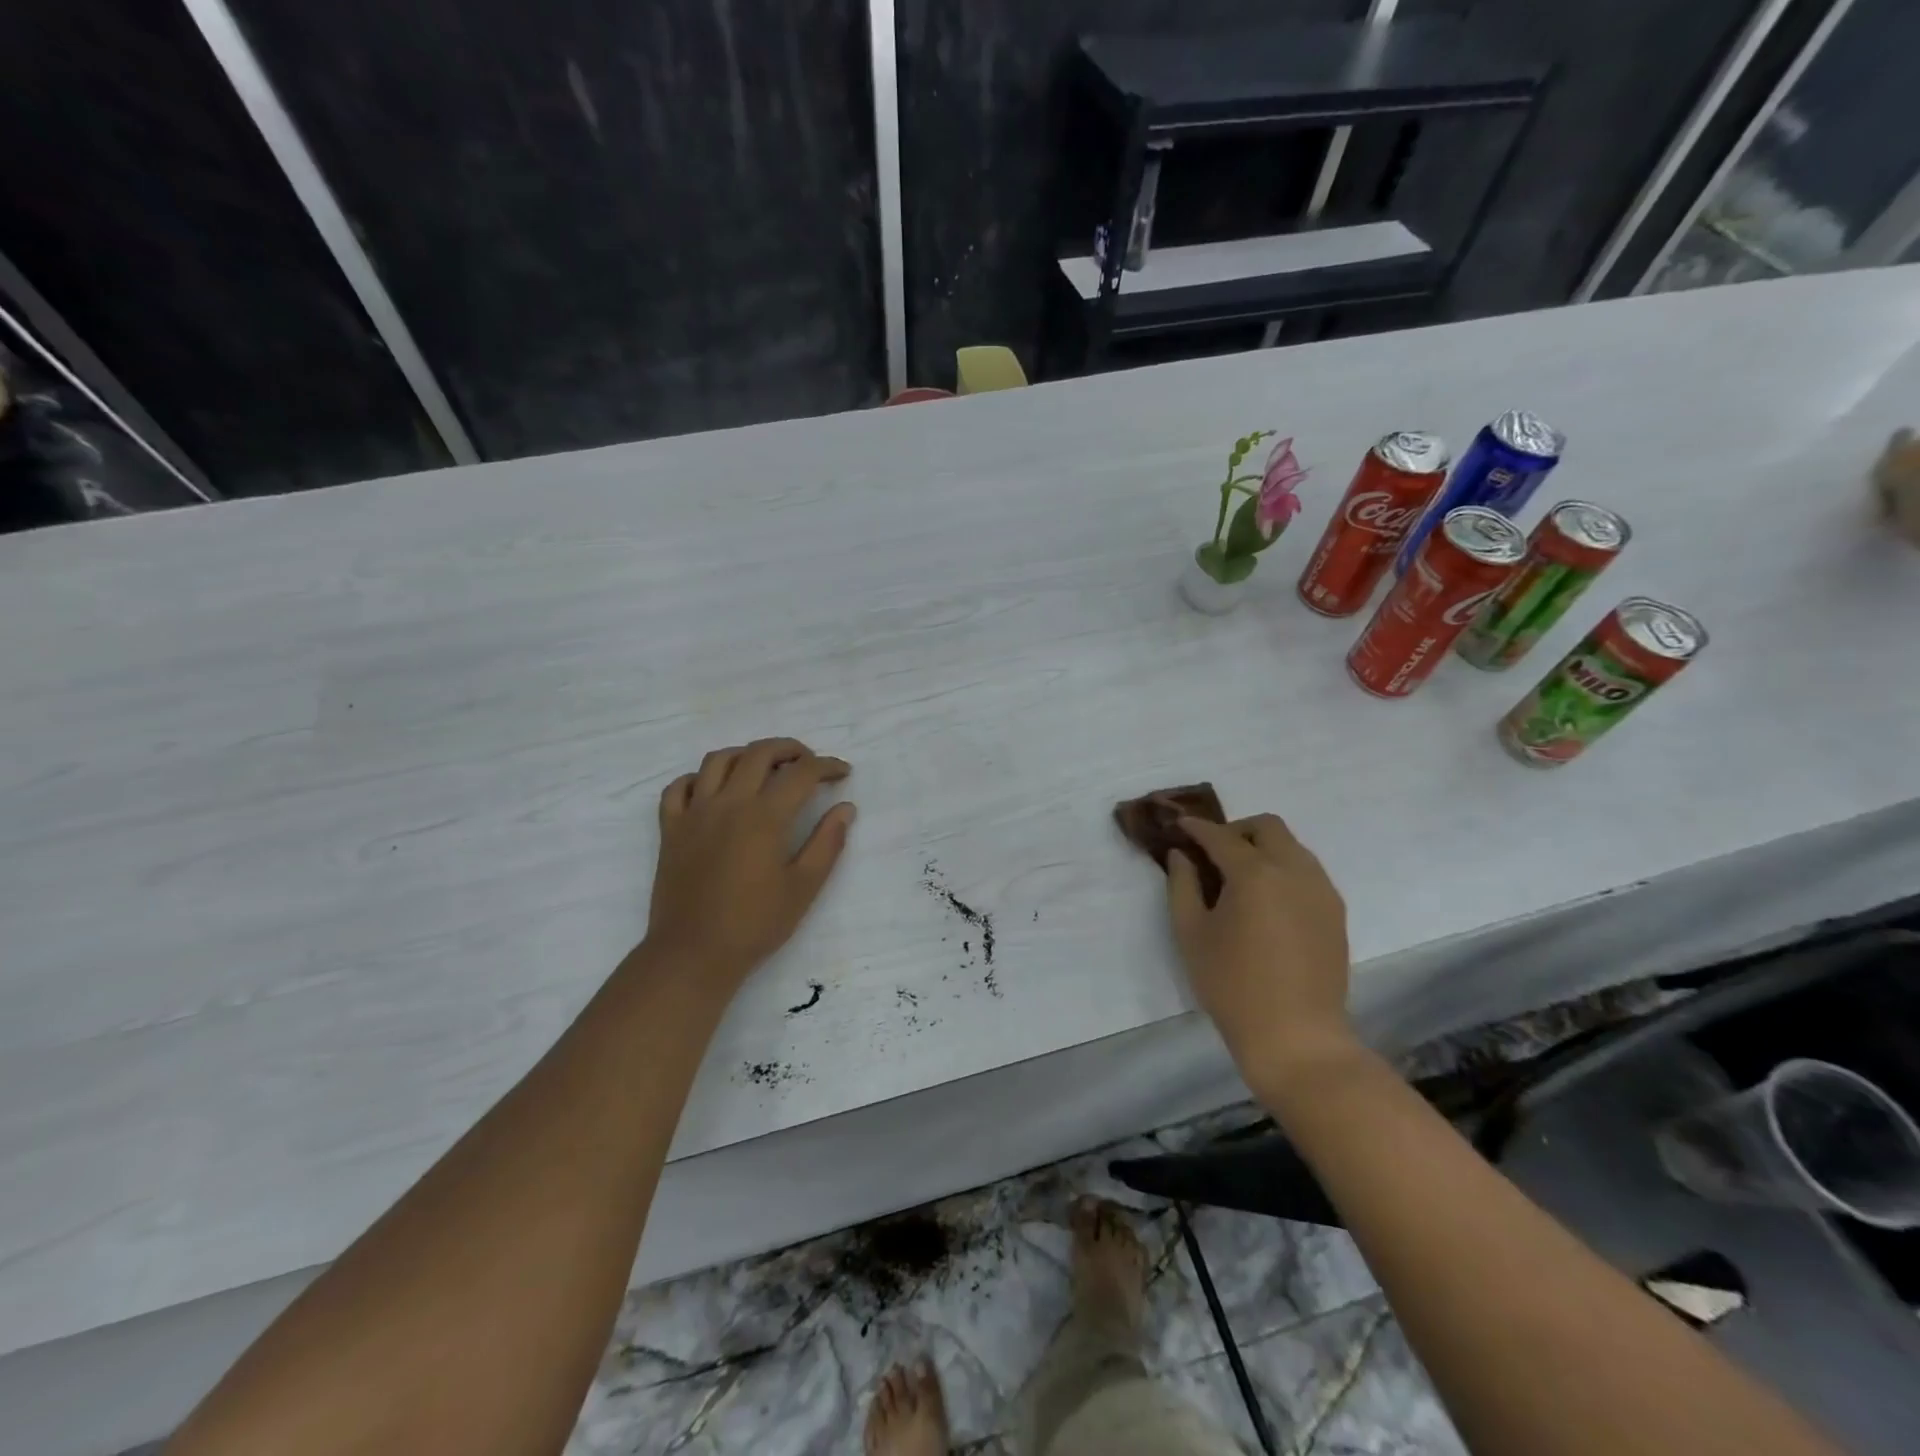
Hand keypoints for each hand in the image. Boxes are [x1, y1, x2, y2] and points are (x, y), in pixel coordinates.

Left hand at [646, 738, 855, 988]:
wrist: (693, 953)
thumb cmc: (755, 923)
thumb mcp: (803, 887)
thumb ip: (827, 843)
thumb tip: (845, 808)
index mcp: (765, 816)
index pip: (801, 773)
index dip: (826, 766)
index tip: (842, 773)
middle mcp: (728, 803)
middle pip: (759, 753)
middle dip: (790, 749)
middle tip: (808, 762)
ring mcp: (694, 813)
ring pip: (718, 760)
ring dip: (746, 755)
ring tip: (764, 769)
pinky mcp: (670, 829)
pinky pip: (679, 787)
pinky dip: (699, 778)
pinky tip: (714, 790)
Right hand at [1167, 814, 1357, 1096]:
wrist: (1296, 1037)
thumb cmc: (1232, 985)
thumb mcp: (1191, 934)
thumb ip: (1182, 886)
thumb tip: (1181, 856)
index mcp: (1254, 874)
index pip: (1221, 836)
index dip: (1197, 828)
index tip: (1179, 826)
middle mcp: (1294, 870)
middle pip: (1267, 827)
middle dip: (1236, 830)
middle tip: (1212, 852)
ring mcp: (1321, 890)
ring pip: (1292, 846)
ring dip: (1263, 847)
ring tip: (1239, 877)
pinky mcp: (1335, 912)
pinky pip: (1308, 871)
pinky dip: (1284, 869)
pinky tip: (1266, 900)